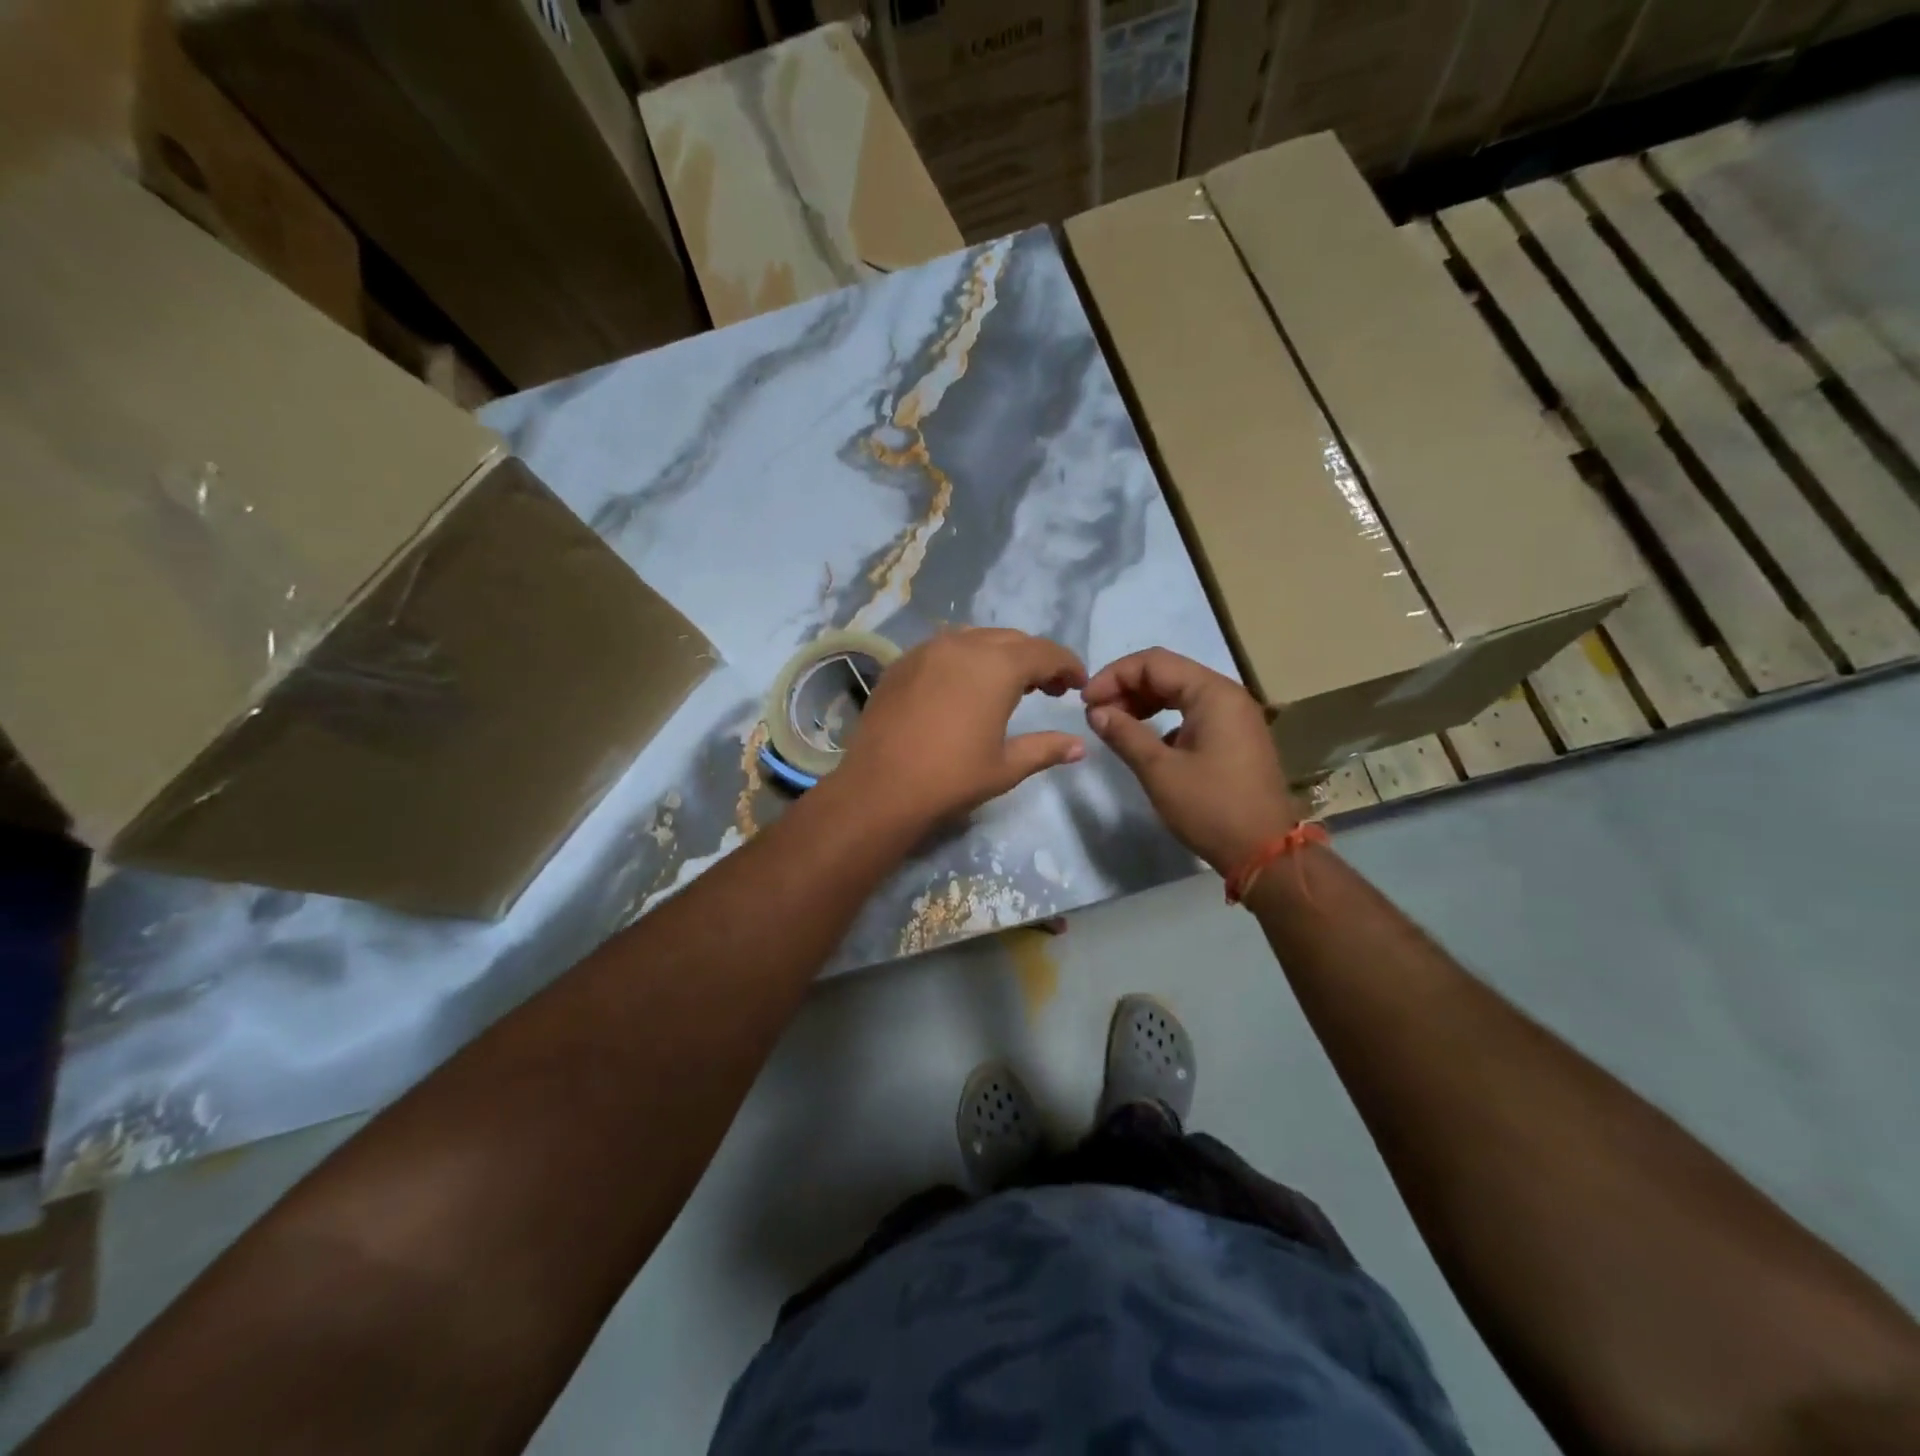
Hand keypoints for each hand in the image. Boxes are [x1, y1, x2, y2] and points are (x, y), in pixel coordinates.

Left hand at [835, 629, 1088, 830]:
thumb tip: (1079, 746)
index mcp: (997, 666)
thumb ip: (1046, 749)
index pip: (1045, 652)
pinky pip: (944, 649)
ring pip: (976, 638)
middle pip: (1012, 640)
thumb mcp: (1006, 767)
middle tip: (1049, 688)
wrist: (880, 788)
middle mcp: (964, 645)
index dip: (1067, 665)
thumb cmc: (951, 778)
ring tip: (1007, 685)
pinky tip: (964, 688)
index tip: (1078, 683)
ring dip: (1000, 655)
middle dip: (1036, 659)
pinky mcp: (901, 663)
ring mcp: (927, 650)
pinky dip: (966, 660)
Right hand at [1083, 648, 1298, 875]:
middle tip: (1096, 714)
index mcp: (1213, 693)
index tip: (1085, 702)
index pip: (1153, 663)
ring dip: (1143, 702)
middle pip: (1167, 673)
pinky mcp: (1234, 737)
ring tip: (1114, 724)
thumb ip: (1124, 734)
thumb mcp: (1159, 771)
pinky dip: (1163, 718)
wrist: (1265, 852)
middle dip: (1126, 687)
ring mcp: (1234, 716)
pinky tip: (1144, 741)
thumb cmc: (1211, 807)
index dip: (1114, 676)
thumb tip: (1096, 712)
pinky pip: (1191, 713)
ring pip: (1179, 692)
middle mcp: (1227, 695)